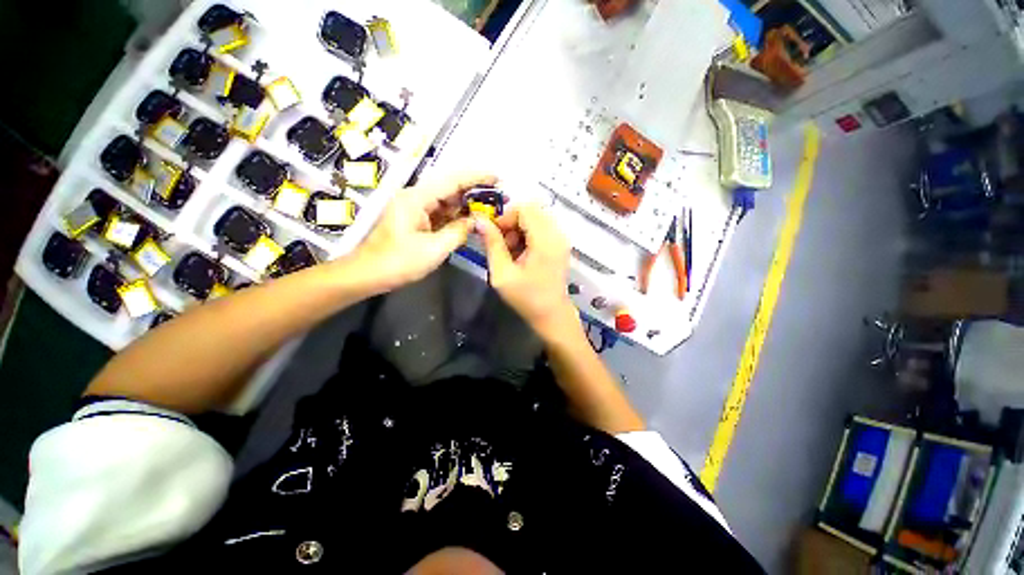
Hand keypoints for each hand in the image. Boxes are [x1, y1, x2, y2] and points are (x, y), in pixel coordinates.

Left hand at [352, 173, 496, 291]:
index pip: (452, 181)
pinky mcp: (416, 220)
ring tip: (490, 206)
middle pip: (450, 188)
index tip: (497, 178)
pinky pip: (441, 213)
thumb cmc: (398, 262)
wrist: (368, 274)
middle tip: (498, 195)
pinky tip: (471, 218)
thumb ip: (459, 232)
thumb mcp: (434, 249)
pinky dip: (457, 215)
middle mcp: (416, 197)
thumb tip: (477, 221)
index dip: (477, 178)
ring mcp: (415, 208)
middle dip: (475, 190)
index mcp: (417, 198)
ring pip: (447, 201)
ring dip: (467, 203)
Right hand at [475, 203, 577, 341]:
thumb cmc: (526, 298)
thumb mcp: (502, 274)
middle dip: (512, 222)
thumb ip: (492, 245)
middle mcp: (557, 234)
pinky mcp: (560, 244)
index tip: (494, 235)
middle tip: (502, 244)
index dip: (506, 217)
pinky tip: (521, 253)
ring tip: (511, 252)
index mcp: (545, 241)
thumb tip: (480, 221)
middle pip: (531, 210)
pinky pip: (541, 227)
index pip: (525, 208)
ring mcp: (561, 239)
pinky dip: (528, 235)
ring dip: (519, 229)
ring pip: (536, 217)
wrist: (551, 314)